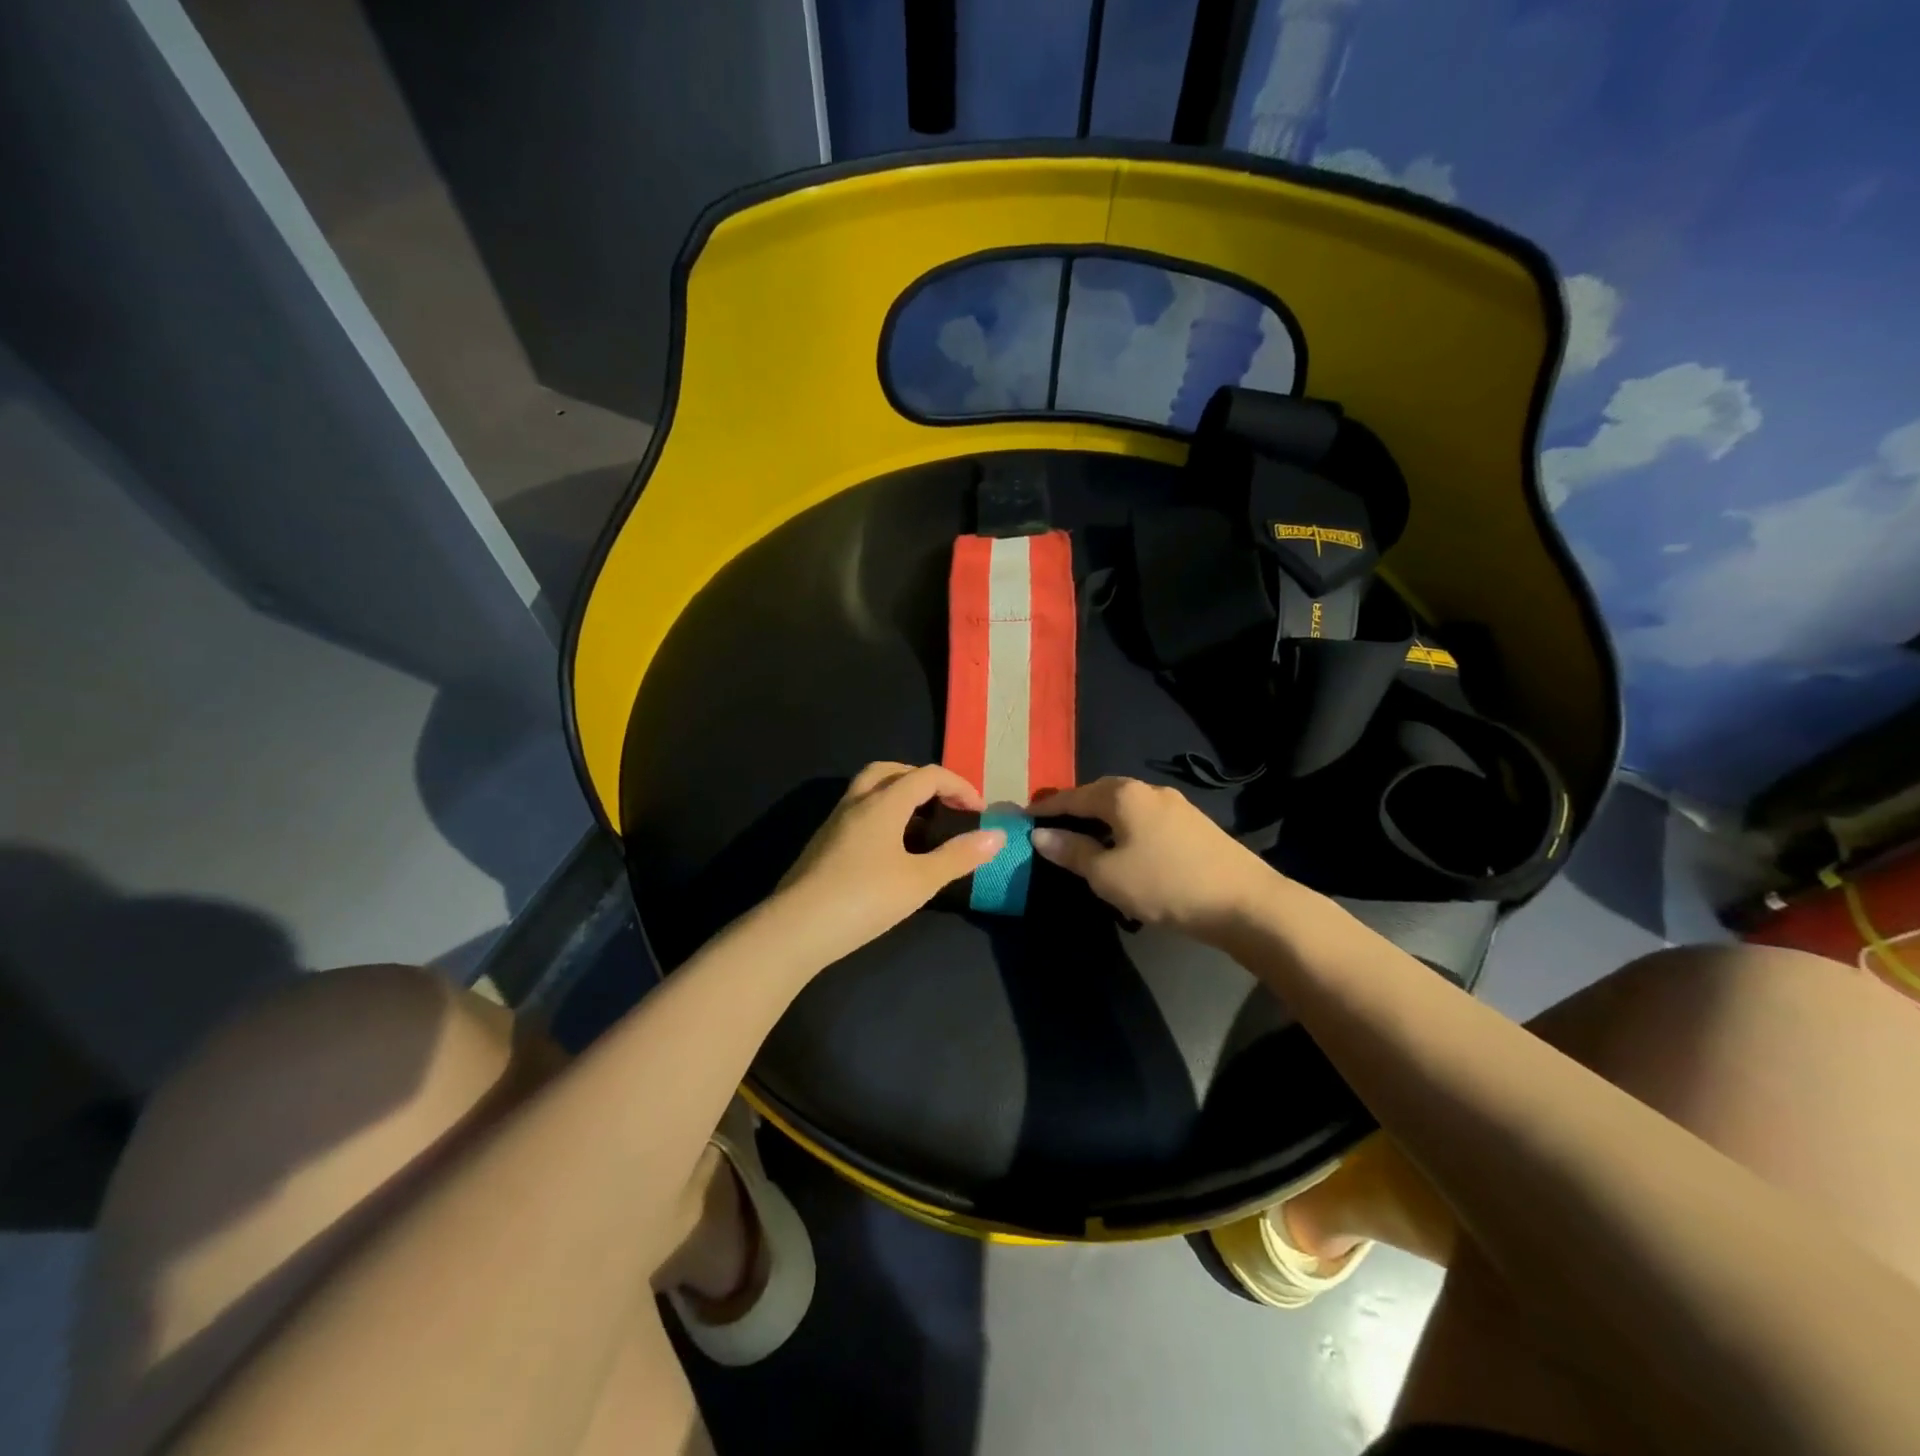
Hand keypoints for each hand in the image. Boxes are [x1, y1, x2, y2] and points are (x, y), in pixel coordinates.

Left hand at [769, 762, 1004, 965]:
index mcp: (882, 803)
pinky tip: (890, 851)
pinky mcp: (822, 844)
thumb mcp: (920, 881)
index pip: (926, 775)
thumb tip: (995, 837)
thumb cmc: (864, 899)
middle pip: (891, 771)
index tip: (979, 811)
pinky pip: (858, 813)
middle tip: (945, 804)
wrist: (795, 929)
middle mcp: (856, 803)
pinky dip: (881, 816)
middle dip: (922, 780)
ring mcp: (834, 823)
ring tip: (921, 827)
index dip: (958, 786)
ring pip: (869, 790)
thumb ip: (958, 856)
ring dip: (899, 796)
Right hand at [1029, 777, 1280, 943]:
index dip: (1046, 808)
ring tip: (1086, 840)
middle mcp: (1148, 790)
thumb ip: (1072, 852)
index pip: (1073, 796)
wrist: (1244, 902)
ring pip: (1126, 806)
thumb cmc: (1165, 884)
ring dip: (1102, 819)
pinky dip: (1125, 828)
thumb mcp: (1107, 874)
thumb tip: (1039, 836)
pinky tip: (1125, 849)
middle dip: (1075, 808)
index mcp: (1122, 795)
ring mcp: (1175, 805)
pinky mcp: (1194, 824)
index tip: (1023, 817)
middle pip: (1100, 793)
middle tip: (1053, 826)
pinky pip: (1146, 818)